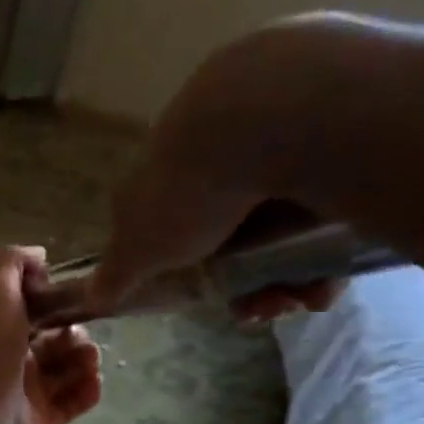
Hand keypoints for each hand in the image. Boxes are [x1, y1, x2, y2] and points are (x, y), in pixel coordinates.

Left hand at [0, 246, 102, 423]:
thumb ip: (14, 263)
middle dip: (77, 338)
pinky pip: (70, 404)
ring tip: (92, 361)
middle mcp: (12, 361)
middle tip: (84, 340)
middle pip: (56, 345)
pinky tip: (95, 382)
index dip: (60, 307)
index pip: (36, 315)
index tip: (77, 304)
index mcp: (1, 330)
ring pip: (66, 374)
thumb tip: (40, 256)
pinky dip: (86, 393)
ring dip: (86, 363)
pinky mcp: (38, 420)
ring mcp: (25, 393)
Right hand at [86, 17, 354, 323]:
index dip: (188, 269)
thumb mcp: (138, 246)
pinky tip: (329, 278)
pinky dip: (328, 248)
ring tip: (303, 298)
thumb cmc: (189, 189)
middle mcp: (219, 150)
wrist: (273, 115)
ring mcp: (276, 139)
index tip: (211, 296)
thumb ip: (115, 273)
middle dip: (248, 283)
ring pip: (284, 226)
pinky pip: (329, 207)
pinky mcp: (332, 135)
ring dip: (290, 276)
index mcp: (169, 169)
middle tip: (264, 308)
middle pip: (235, 233)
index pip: (172, 224)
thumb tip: (90, 297)